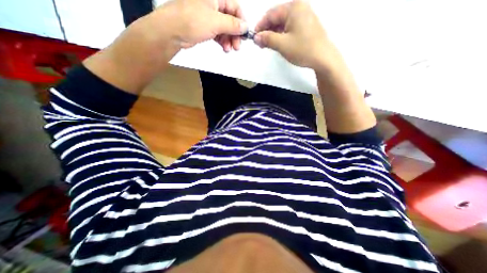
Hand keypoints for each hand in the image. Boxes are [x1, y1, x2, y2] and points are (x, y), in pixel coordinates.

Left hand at [152, 0, 247, 50]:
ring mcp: (208, 16)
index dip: (241, 21)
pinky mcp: (204, 27)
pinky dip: (222, 41)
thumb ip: (232, 24)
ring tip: (229, 49)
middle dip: (235, 34)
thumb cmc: (192, 21)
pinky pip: (218, 33)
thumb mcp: (216, 21)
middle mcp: (212, 4)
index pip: (234, 7)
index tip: (245, 34)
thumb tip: (245, 27)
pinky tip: (224, 48)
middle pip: (230, 19)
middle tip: (237, 46)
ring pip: (224, 28)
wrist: (172, 32)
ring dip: (229, 39)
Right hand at [256, 0, 330, 70]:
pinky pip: (290, 27)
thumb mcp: (282, 44)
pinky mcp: (306, 25)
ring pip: (283, 23)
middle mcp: (299, 7)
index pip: (271, 14)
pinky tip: (278, 43)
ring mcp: (304, 16)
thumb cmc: (302, 49)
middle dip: (267, 30)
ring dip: (273, 33)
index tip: (254, 37)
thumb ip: (267, 39)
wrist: (323, 58)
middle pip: (277, 17)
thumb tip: (256, 37)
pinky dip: (282, 35)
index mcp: (293, 8)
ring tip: (267, 45)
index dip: (260, 26)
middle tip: (260, 43)